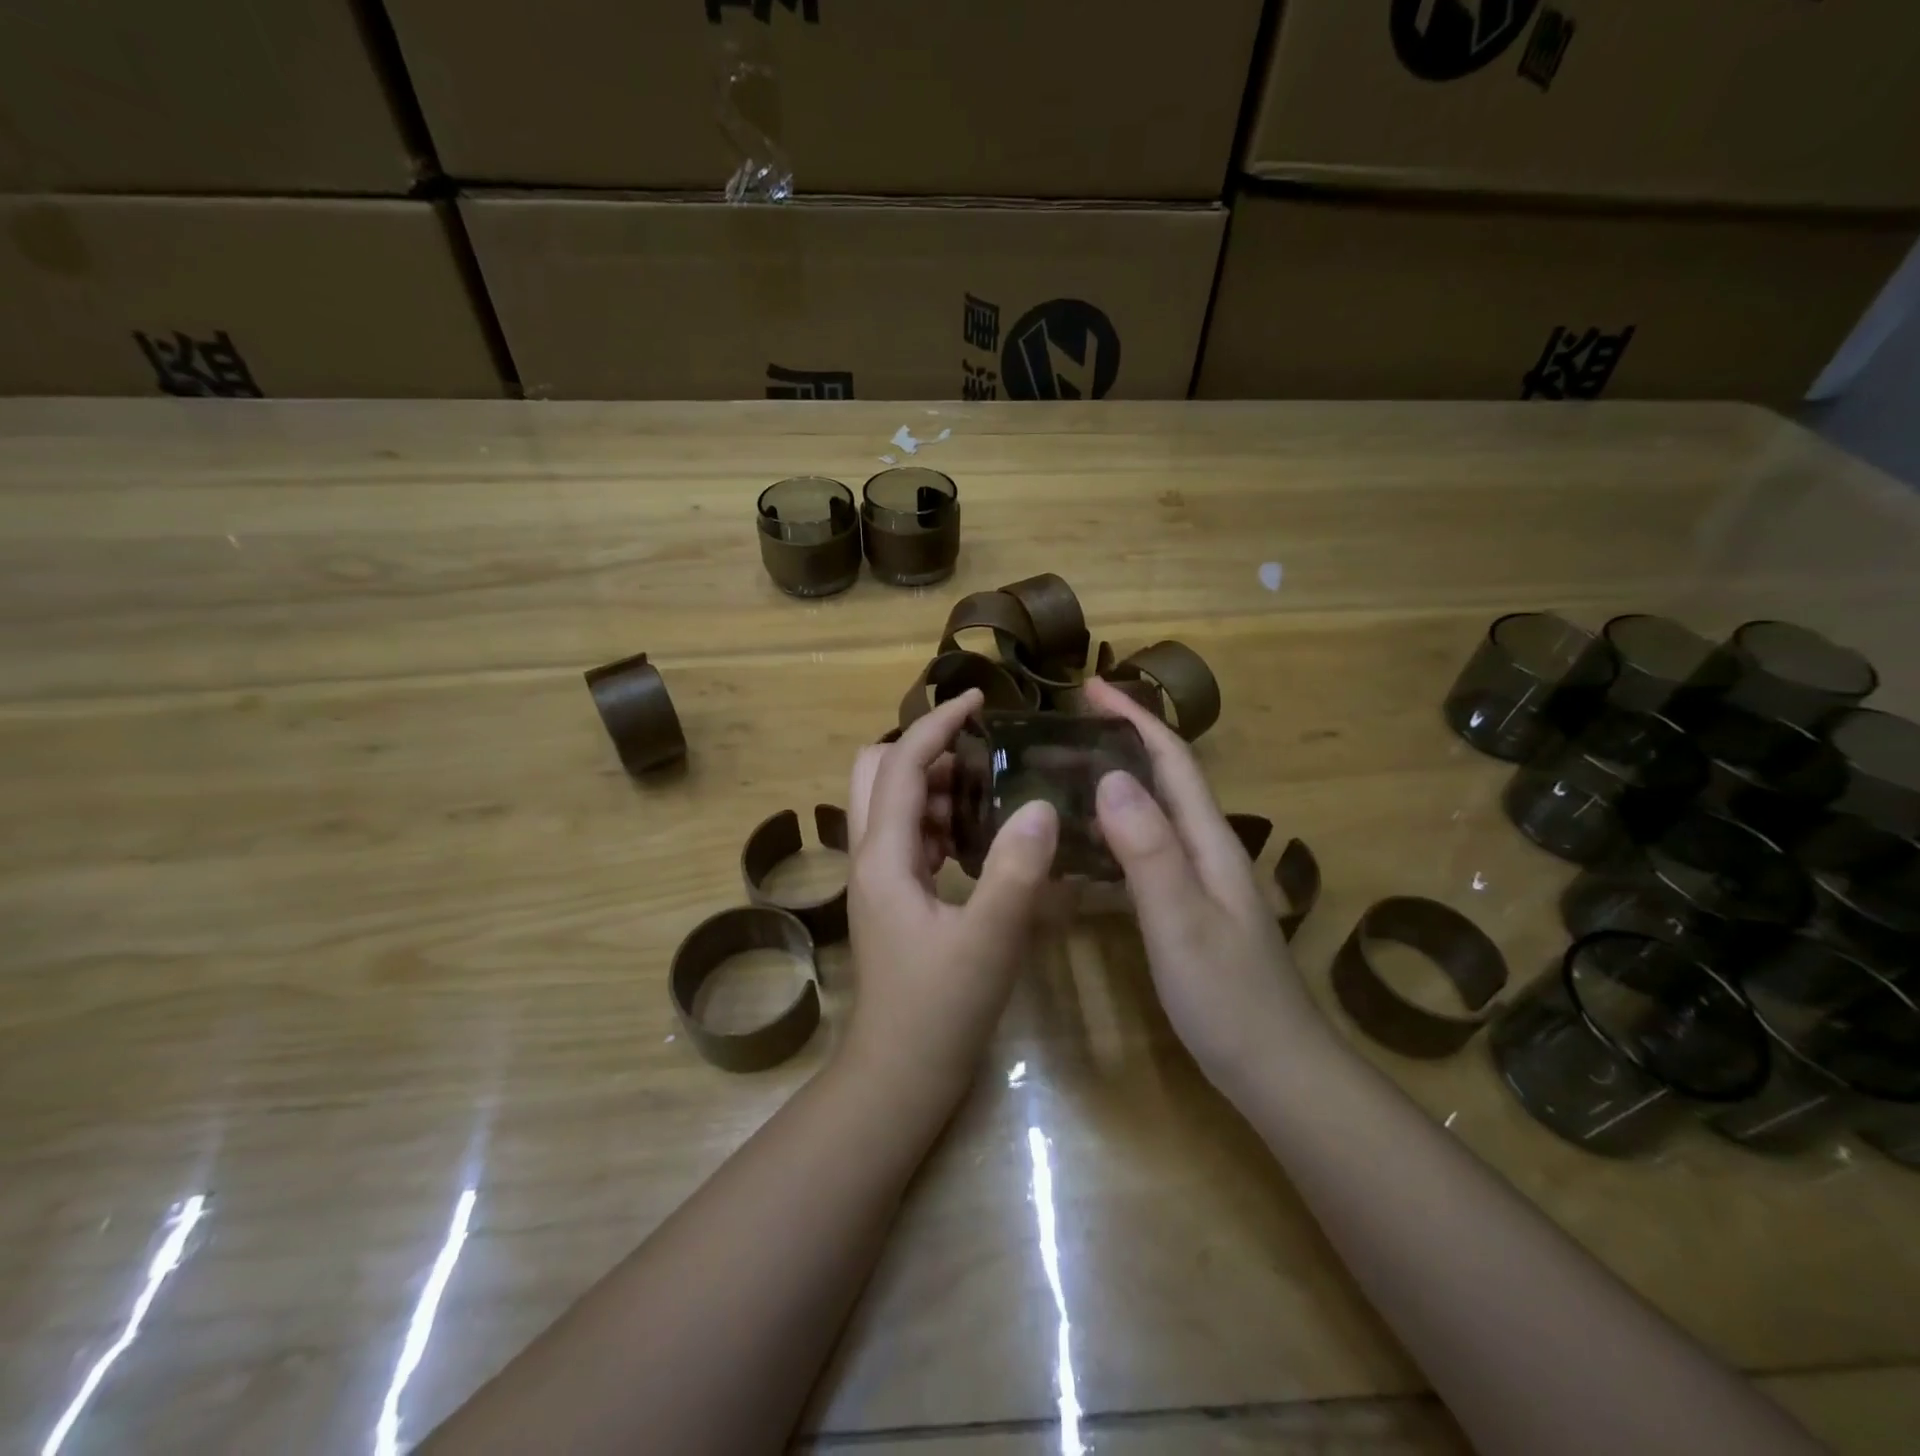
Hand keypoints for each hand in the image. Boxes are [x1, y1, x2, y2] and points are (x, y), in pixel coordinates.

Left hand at [842, 690, 1059, 1109]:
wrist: (898, 1076)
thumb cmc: (940, 1010)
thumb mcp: (990, 940)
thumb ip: (1016, 870)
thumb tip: (1041, 804)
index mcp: (884, 856)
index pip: (902, 764)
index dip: (937, 724)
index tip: (980, 699)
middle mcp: (870, 856)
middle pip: (877, 772)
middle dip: (925, 749)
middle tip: (982, 754)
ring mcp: (878, 877)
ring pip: (893, 803)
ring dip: (934, 784)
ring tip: (991, 791)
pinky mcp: (892, 897)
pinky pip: (908, 835)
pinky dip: (938, 818)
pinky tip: (979, 837)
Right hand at [1080, 678, 1321, 1086]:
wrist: (1276, 1071)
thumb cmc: (1228, 997)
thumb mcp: (1182, 921)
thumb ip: (1149, 850)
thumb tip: (1112, 776)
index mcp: (1208, 840)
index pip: (1172, 760)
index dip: (1134, 718)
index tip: (1089, 688)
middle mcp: (1206, 848)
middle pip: (1163, 778)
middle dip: (1119, 741)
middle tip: (1060, 732)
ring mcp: (1198, 880)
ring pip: (1152, 813)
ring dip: (1113, 783)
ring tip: (1061, 775)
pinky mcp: (1186, 908)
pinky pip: (1144, 851)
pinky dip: (1111, 832)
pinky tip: (1081, 846)